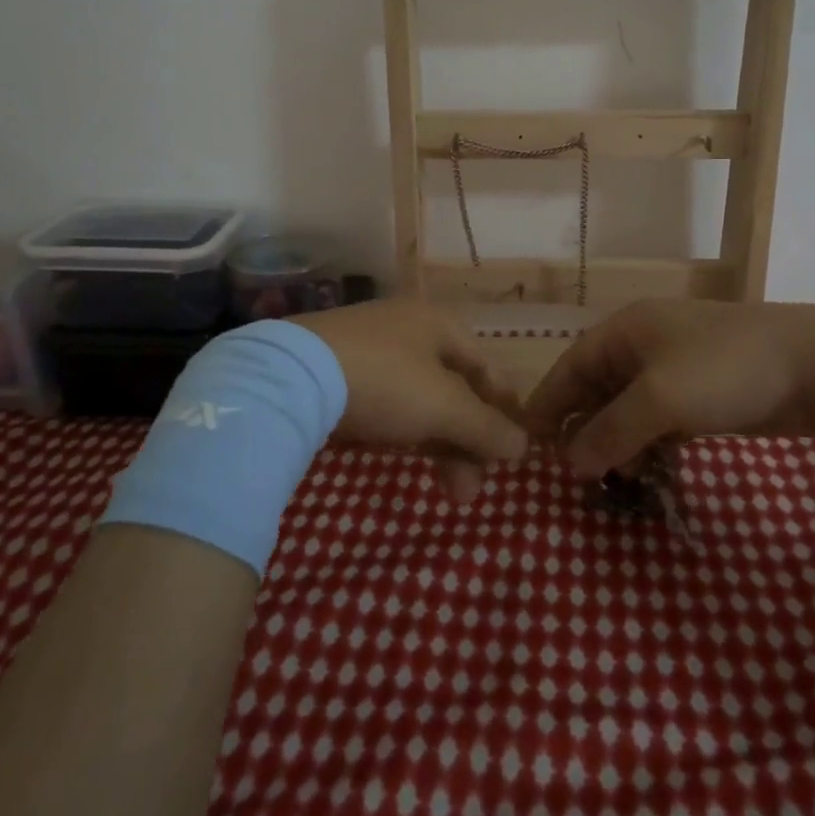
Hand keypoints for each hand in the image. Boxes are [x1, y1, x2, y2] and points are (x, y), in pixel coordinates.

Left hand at [291, 299, 529, 502]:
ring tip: (447, 491)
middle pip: (455, 389)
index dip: (504, 410)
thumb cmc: (385, 381)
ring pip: (421, 400)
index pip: (487, 368)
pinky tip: (401, 457)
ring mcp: (372, 348)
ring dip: (440, 444)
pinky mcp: (340, 371)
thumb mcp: (444, 407)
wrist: (291, 376)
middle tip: (470, 491)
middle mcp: (410, 329)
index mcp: (440, 324)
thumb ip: (487, 427)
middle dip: (469, 442)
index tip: (510, 455)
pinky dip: (405, 431)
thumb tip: (523, 446)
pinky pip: (388, 402)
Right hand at [524, 299, 814, 477]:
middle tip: (573, 471)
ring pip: (630, 408)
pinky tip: (650, 470)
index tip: (528, 441)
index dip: (548, 402)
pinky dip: (650, 443)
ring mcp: (676, 368)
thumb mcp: (659, 400)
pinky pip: (660, 419)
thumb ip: (610, 431)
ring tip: (615, 478)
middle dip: (584, 428)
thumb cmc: (724, 370)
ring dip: (618, 441)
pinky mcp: (703, 392)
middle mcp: (645, 345)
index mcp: (626, 331)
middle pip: (598, 388)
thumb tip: (570, 460)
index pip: (571, 366)